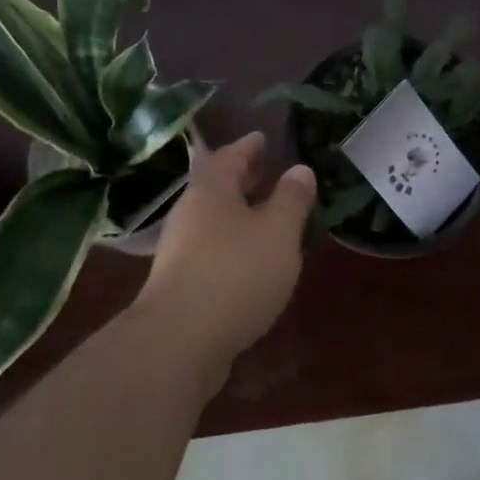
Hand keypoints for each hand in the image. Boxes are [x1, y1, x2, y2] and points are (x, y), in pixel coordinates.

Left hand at [137, 132, 315, 376]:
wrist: (180, 342)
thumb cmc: (235, 273)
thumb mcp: (278, 231)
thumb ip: (292, 198)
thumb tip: (300, 169)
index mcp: (211, 190)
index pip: (231, 155)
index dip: (249, 146)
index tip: (263, 137)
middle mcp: (191, 214)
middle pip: (218, 186)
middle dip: (244, 178)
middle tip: (269, 171)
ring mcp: (181, 250)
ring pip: (216, 220)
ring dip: (241, 214)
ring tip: (269, 215)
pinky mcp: (182, 284)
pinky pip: (214, 249)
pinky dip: (235, 244)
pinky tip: (254, 259)